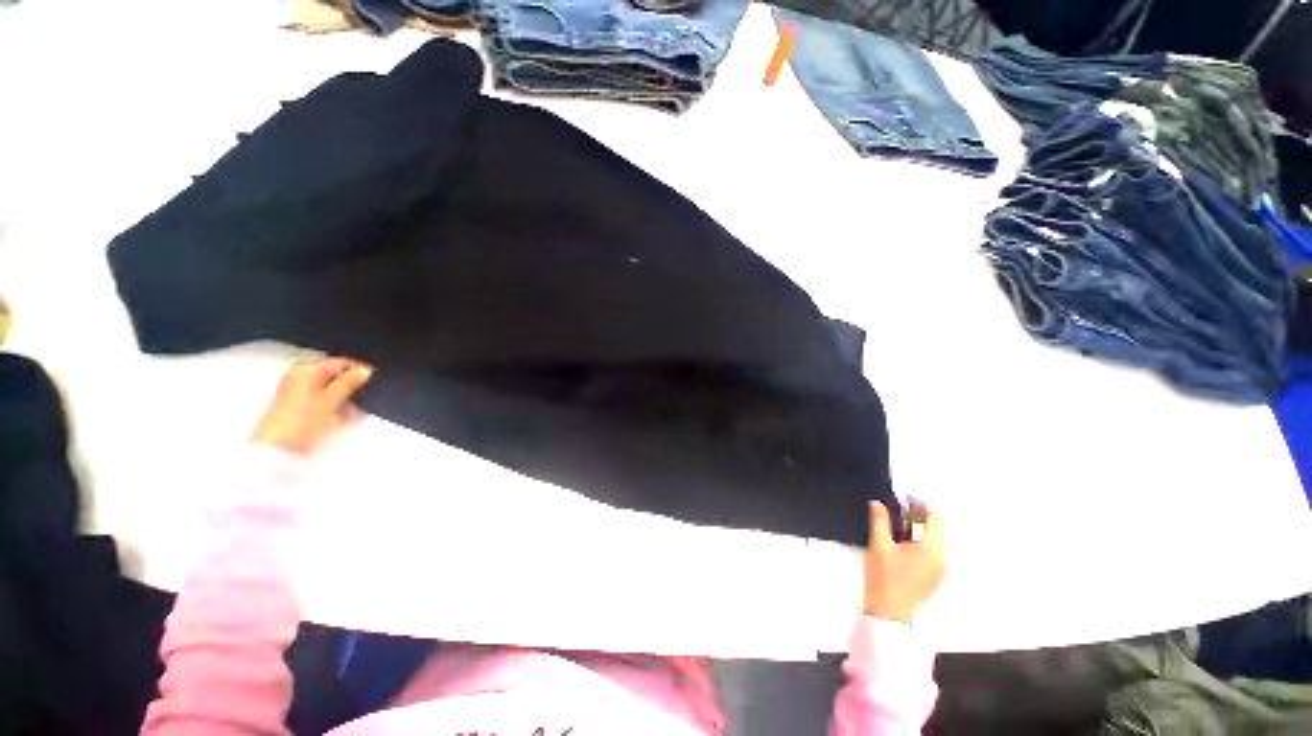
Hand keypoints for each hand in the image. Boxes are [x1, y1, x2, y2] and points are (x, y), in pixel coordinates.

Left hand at [251, 357, 372, 454]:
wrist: (277, 449)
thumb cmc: (302, 421)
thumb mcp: (332, 399)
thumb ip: (349, 382)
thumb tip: (365, 370)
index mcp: (306, 369)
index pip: (339, 362)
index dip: (358, 369)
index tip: (373, 378)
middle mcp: (297, 376)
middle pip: (331, 374)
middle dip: (349, 383)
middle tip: (365, 393)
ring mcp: (293, 391)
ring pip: (326, 387)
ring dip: (342, 395)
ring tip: (354, 407)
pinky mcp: (293, 406)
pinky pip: (319, 398)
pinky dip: (332, 403)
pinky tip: (339, 414)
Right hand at [864, 500, 946, 622]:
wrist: (890, 613)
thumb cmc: (885, 578)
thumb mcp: (879, 545)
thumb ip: (879, 520)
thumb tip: (878, 503)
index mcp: (932, 549)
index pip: (936, 517)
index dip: (921, 504)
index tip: (903, 498)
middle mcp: (943, 557)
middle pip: (940, 526)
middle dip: (921, 514)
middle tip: (900, 508)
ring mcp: (942, 567)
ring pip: (938, 537)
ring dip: (922, 526)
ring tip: (899, 522)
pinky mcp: (936, 574)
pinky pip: (935, 548)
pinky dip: (922, 538)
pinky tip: (904, 539)